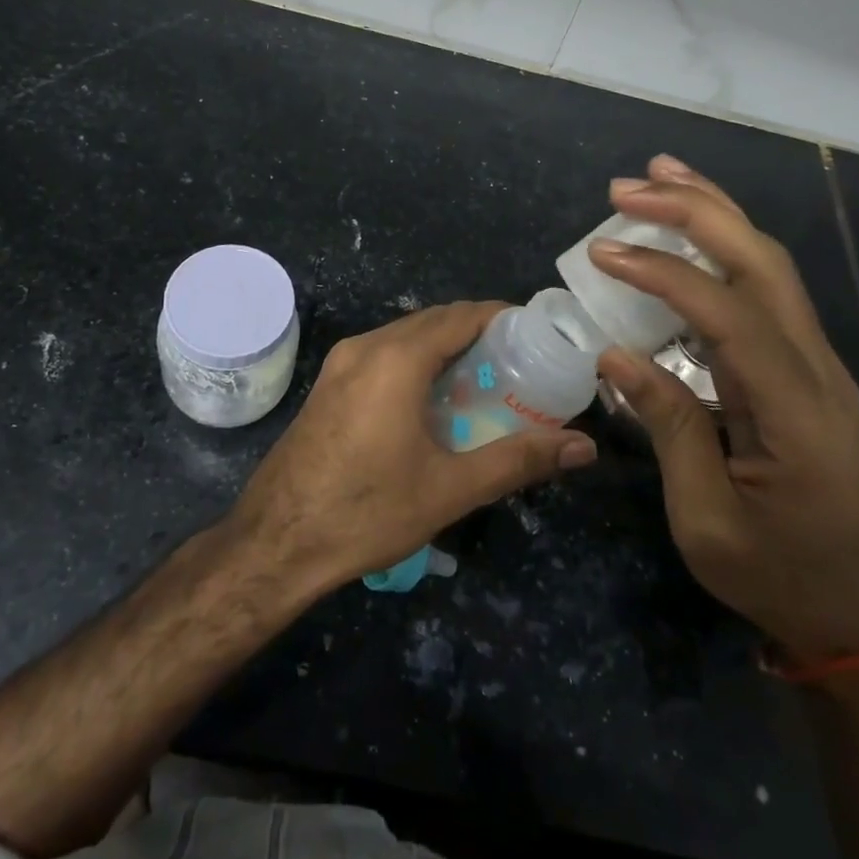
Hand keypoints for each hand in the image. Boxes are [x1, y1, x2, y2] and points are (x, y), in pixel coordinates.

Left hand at [231, 301, 597, 589]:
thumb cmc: (367, 512)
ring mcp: (340, 364)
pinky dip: (415, 360)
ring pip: (404, 335)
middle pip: (432, 321)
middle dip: (476, 332)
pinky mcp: (327, 385)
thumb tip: (584, 447)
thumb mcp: (450, 489)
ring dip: (443, 346)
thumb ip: (518, 460)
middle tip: (518, 363)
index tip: (537, 336)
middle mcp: (366, 347)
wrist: (275, 543)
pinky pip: (381, 354)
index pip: (461, 315)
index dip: (502, 317)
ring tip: (483, 380)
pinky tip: (432, 400)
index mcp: (396, 359)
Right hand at [591, 156, 858, 663]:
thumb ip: (668, 427)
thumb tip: (615, 355)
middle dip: (696, 213)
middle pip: (763, 264)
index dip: (665, 273)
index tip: (603, 253)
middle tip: (628, 187)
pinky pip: (762, 290)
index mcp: (796, 411)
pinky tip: (688, 232)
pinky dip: (722, 248)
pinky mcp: (801, 366)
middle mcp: (817, 370)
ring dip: (714, 214)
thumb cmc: (771, 574)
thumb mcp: (704, 518)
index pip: (729, 315)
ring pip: (769, 265)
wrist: (846, 611)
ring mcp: (815, 364)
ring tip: (659, 176)